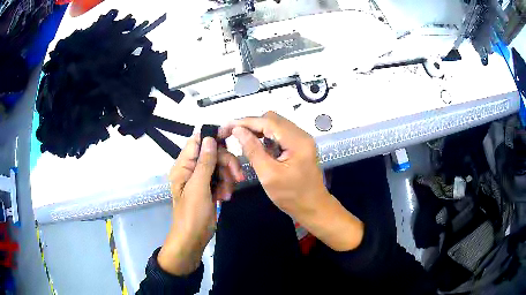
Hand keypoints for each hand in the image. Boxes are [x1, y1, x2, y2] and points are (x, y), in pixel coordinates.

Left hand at [158, 134, 242, 275]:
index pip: (196, 142)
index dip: (212, 138)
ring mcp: (201, 179)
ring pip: (220, 166)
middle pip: (213, 154)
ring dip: (227, 178)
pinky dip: (226, 186)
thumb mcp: (198, 187)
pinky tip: (225, 197)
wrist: (193, 238)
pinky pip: (221, 178)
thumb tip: (209, 138)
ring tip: (226, 193)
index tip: (230, 140)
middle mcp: (191, 169)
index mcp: (183, 166)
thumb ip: (205, 162)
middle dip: (226, 164)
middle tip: (236, 176)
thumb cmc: (192, 214)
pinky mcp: (209, 188)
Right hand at [222, 111, 363, 250]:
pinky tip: (258, 146)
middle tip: (233, 134)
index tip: (227, 126)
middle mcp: (301, 135)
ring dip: (258, 130)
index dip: (245, 122)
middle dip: (251, 125)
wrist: (313, 207)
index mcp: (297, 141)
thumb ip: (252, 150)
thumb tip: (238, 130)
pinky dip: (266, 137)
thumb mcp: (268, 175)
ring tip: (242, 140)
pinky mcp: (299, 145)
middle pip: (272, 119)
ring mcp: (301, 139)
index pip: (268, 122)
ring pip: (275, 125)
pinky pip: (280, 134)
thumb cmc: (291, 196)